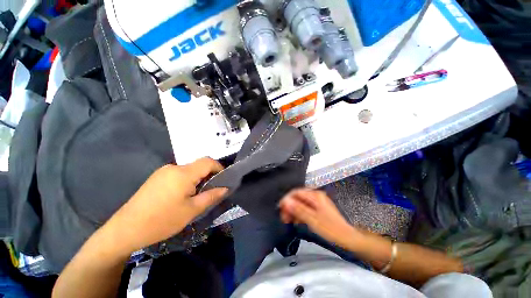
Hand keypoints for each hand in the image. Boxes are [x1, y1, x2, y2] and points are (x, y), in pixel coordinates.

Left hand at [103, 158, 227, 254]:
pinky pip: (179, 173)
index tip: (224, 180)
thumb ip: (211, 196)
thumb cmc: (162, 221)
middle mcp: (174, 167)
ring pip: (189, 169)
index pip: (208, 161)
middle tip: (211, 190)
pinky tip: (183, 194)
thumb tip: (226, 188)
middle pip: (198, 165)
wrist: (125, 229)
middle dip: (209, 175)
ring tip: (197, 194)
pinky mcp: (157, 177)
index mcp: (183, 173)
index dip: (219, 167)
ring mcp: (163, 171)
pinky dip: (188, 180)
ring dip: (198, 178)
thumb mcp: (192, 210)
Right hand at [279, 189, 358, 247]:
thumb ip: (298, 209)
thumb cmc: (330, 229)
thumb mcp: (312, 220)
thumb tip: (285, 201)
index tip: (280, 208)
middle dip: (290, 206)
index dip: (287, 199)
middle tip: (284, 217)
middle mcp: (316, 196)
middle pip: (298, 197)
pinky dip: (300, 213)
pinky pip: (306, 208)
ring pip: (301, 203)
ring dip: (294, 210)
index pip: (296, 192)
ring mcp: (318, 202)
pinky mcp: (319, 209)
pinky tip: (297, 221)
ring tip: (288, 220)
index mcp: (315, 196)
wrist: (348, 239)